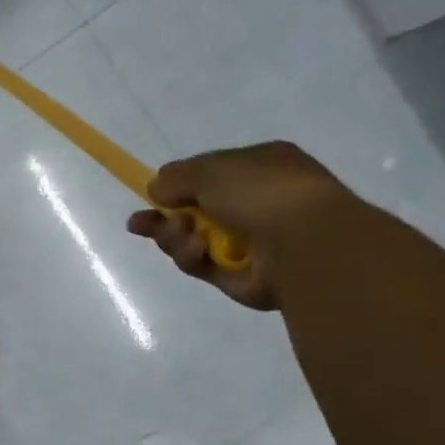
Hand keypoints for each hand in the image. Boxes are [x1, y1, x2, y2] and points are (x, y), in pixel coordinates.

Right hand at [128, 142, 362, 310]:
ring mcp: (250, 243)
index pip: (211, 175)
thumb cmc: (262, 192)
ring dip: (176, 237)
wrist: (304, 242)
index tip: (151, 194)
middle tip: (140, 224)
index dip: (180, 185)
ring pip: (193, 240)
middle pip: (195, 212)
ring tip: (180, 235)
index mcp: (261, 168)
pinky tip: (196, 251)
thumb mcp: (210, 170)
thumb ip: (176, 177)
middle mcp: (256, 204)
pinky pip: (202, 266)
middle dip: (165, 218)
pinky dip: (192, 257)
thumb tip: (155, 189)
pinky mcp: (239, 277)